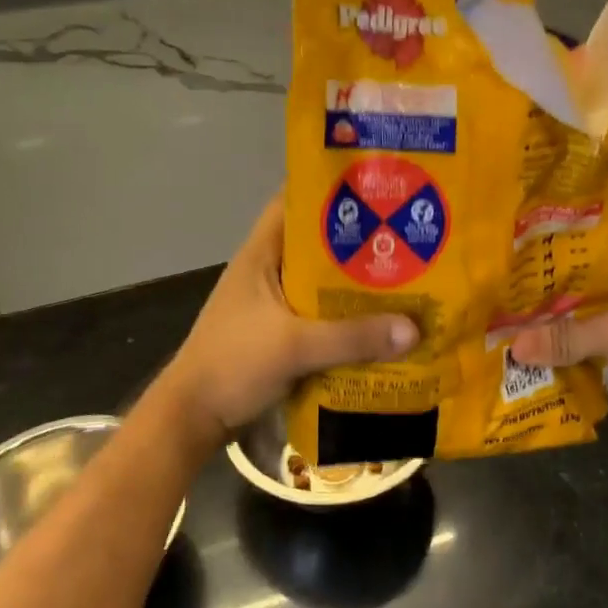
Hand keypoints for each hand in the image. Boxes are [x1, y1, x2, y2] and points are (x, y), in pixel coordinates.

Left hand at [157, 195, 418, 444]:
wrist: (193, 419)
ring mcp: (273, 305)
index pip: (294, 203)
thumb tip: (414, 329)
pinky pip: (321, 317)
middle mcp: (268, 272)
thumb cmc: (233, 364)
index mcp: (261, 255)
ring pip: (322, 284)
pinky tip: (381, 326)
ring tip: (407, 279)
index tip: (376, 188)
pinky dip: (347, 319)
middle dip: (359, 241)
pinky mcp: (280, 335)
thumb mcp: (293, 347)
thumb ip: (351, 338)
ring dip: (356, 285)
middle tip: (408, 236)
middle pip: (317, 244)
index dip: (331, 191)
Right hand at [508, 244, 607, 457]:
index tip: (509, 248)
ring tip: (500, 316)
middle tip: (494, 287)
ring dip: (550, 320)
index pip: (590, 241)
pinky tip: (528, 348)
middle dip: (542, 288)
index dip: (551, 245)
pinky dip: (563, 345)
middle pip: (581, 280)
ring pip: (581, 312)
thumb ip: (565, 335)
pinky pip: (587, 341)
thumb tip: (513, 348)